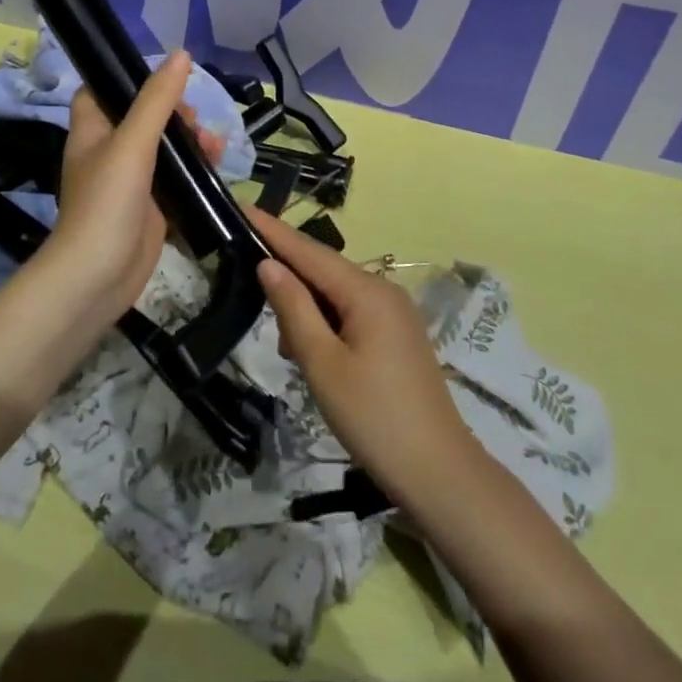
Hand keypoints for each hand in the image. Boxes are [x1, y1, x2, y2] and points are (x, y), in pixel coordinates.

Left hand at [41, 50, 224, 318]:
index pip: (102, 91)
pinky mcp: (152, 207)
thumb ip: (158, 100)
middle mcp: (109, 152)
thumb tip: (182, 54)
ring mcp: (131, 182)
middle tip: (194, 119)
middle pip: (143, 117)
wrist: (99, 277)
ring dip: (191, 140)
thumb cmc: (107, 202)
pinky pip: (178, 178)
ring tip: (213, 143)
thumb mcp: (133, 143)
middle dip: (175, 112)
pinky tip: (218, 164)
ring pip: (165, 148)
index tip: (162, 79)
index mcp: (93, 131)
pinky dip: (197, 169)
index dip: (127, 79)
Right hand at [250, 210, 479, 507]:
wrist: (439, 473)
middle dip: (287, 275)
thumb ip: (294, 309)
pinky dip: (326, 324)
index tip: (241, 207)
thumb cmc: (374, 417)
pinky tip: (311, 351)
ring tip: (284, 343)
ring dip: (306, 308)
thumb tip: (268, 265)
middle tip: (244, 277)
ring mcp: (395, 314)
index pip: (309, 251)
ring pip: (337, 295)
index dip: (273, 231)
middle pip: (324, 270)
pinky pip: (352, 313)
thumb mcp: (323, 364)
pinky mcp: (397, 337)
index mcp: (366, 291)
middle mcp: (383, 291)